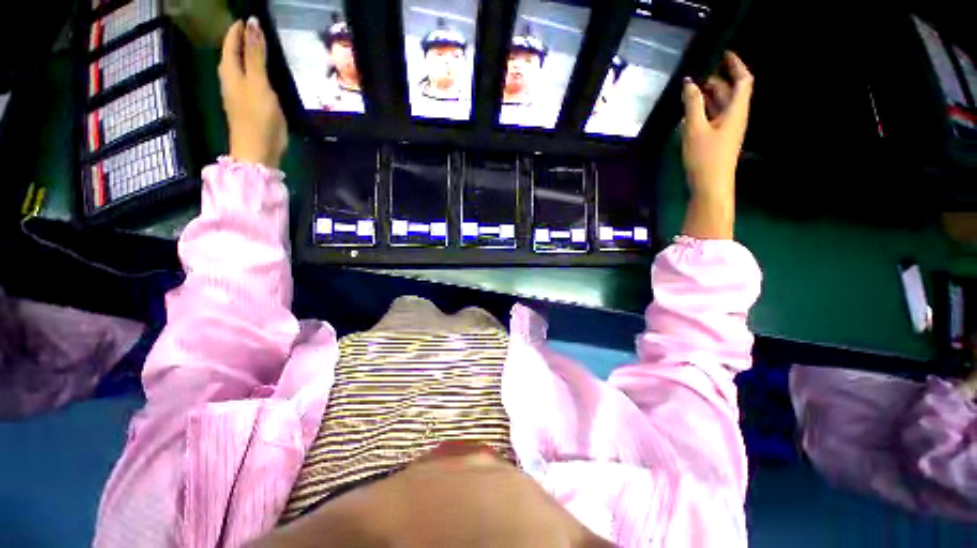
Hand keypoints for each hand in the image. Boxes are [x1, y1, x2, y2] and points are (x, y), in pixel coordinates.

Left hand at [218, 18, 287, 168]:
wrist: (258, 150)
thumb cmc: (257, 115)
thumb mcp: (258, 82)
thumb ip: (256, 54)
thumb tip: (253, 23)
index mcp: (230, 71)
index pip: (231, 43)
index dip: (238, 29)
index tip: (249, 18)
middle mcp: (231, 79)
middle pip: (234, 53)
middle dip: (242, 40)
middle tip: (256, 29)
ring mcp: (240, 93)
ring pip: (241, 67)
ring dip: (249, 55)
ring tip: (262, 46)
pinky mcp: (250, 105)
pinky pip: (251, 80)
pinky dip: (256, 71)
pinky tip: (266, 72)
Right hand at [680, 52, 752, 239]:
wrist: (710, 185)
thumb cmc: (705, 157)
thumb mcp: (695, 128)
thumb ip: (692, 104)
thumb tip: (689, 83)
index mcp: (736, 110)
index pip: (743, 80)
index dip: (735, 64)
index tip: (722, 53)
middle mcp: (735, 117)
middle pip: (729, 92)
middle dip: (715, 80)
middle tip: (694, 76)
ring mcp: (726, 129)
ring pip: (719, 105)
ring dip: (706, 97)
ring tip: (688, 92)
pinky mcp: (718, 140)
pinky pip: (712, 118)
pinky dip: (702, 111)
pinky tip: (688, 113)